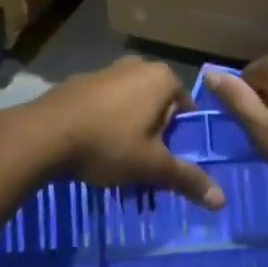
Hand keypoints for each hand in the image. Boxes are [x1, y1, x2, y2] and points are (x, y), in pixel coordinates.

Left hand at [22, 57, 225, 209]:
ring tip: (118, 162)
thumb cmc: (108, 143)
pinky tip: (93, 148)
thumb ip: (187, 179)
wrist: (44, 134)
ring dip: (130, 130)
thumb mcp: (152, 166)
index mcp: (161, 78)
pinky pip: (105, 103)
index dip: (180, 137)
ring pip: (130, 104)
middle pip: (158, 105)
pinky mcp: (80, 81)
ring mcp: (106, 70)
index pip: (186, 107)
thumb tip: (222, 201)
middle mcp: (137, 65)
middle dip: (155, 134)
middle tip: (145, 165)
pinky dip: (105, 122)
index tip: (169, 160)